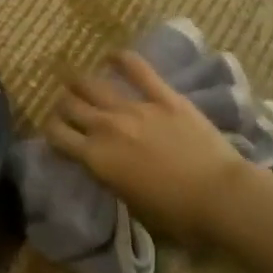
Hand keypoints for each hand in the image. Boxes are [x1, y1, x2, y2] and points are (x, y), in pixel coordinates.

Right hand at [44, 52, 255, 247]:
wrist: (221, 197)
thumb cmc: (178, 216)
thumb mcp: (131, 204)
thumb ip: (110, 177)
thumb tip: (105, 165)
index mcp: (96, 158)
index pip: (56, 134)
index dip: (51, 130)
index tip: (57, 132)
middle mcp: (105, 127)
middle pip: (69, 105)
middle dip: (63, 105)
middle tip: (69, 108)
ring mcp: (133, 107)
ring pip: (91, 84)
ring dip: (80, 84)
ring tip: (80, 84)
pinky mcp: (162, 96)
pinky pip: (136, 68)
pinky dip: (121, 59)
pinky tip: (112, 57)